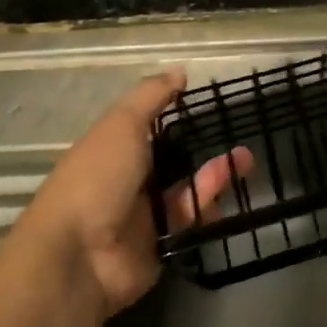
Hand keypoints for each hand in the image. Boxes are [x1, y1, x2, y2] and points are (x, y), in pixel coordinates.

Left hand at [23, 71, 249, 319]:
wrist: (79, 256)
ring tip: (247, 159)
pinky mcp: (161, 245)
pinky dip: (208, 208)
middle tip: (238, 134)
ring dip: (215, 175)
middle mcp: (127, 181)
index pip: (147, 128)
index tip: (206, 102)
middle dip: (203, 148)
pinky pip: (190, 223)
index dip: (174, 115)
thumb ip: (151, 96)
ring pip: (187, 190)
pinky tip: (231, 195)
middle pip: (172, 160)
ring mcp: (144, 216)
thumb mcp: (122, 125)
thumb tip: (179, 70)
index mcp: (112, 150)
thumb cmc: (97, 178)